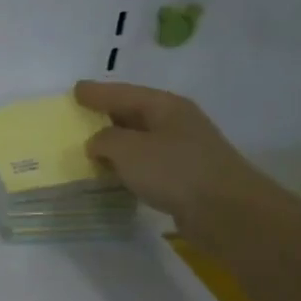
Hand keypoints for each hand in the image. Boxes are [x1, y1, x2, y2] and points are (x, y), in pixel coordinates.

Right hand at [73, 81, 293, 244]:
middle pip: (135, 112)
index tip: (75, 89)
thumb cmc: (173, 170)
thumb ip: (105, 140)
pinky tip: (117, 173)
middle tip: (82, 114)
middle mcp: (177, 122)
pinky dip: (130, 164)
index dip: (97, 93)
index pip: (123, 93)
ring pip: (142, 139)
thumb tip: (98, 143)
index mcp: (165, 106)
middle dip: (108, 114)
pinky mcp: (185, 176)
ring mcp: (184, 149)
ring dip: (118, 142)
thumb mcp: (128, 150)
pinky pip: (149, 163)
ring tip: (93, 147)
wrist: (224, 210)